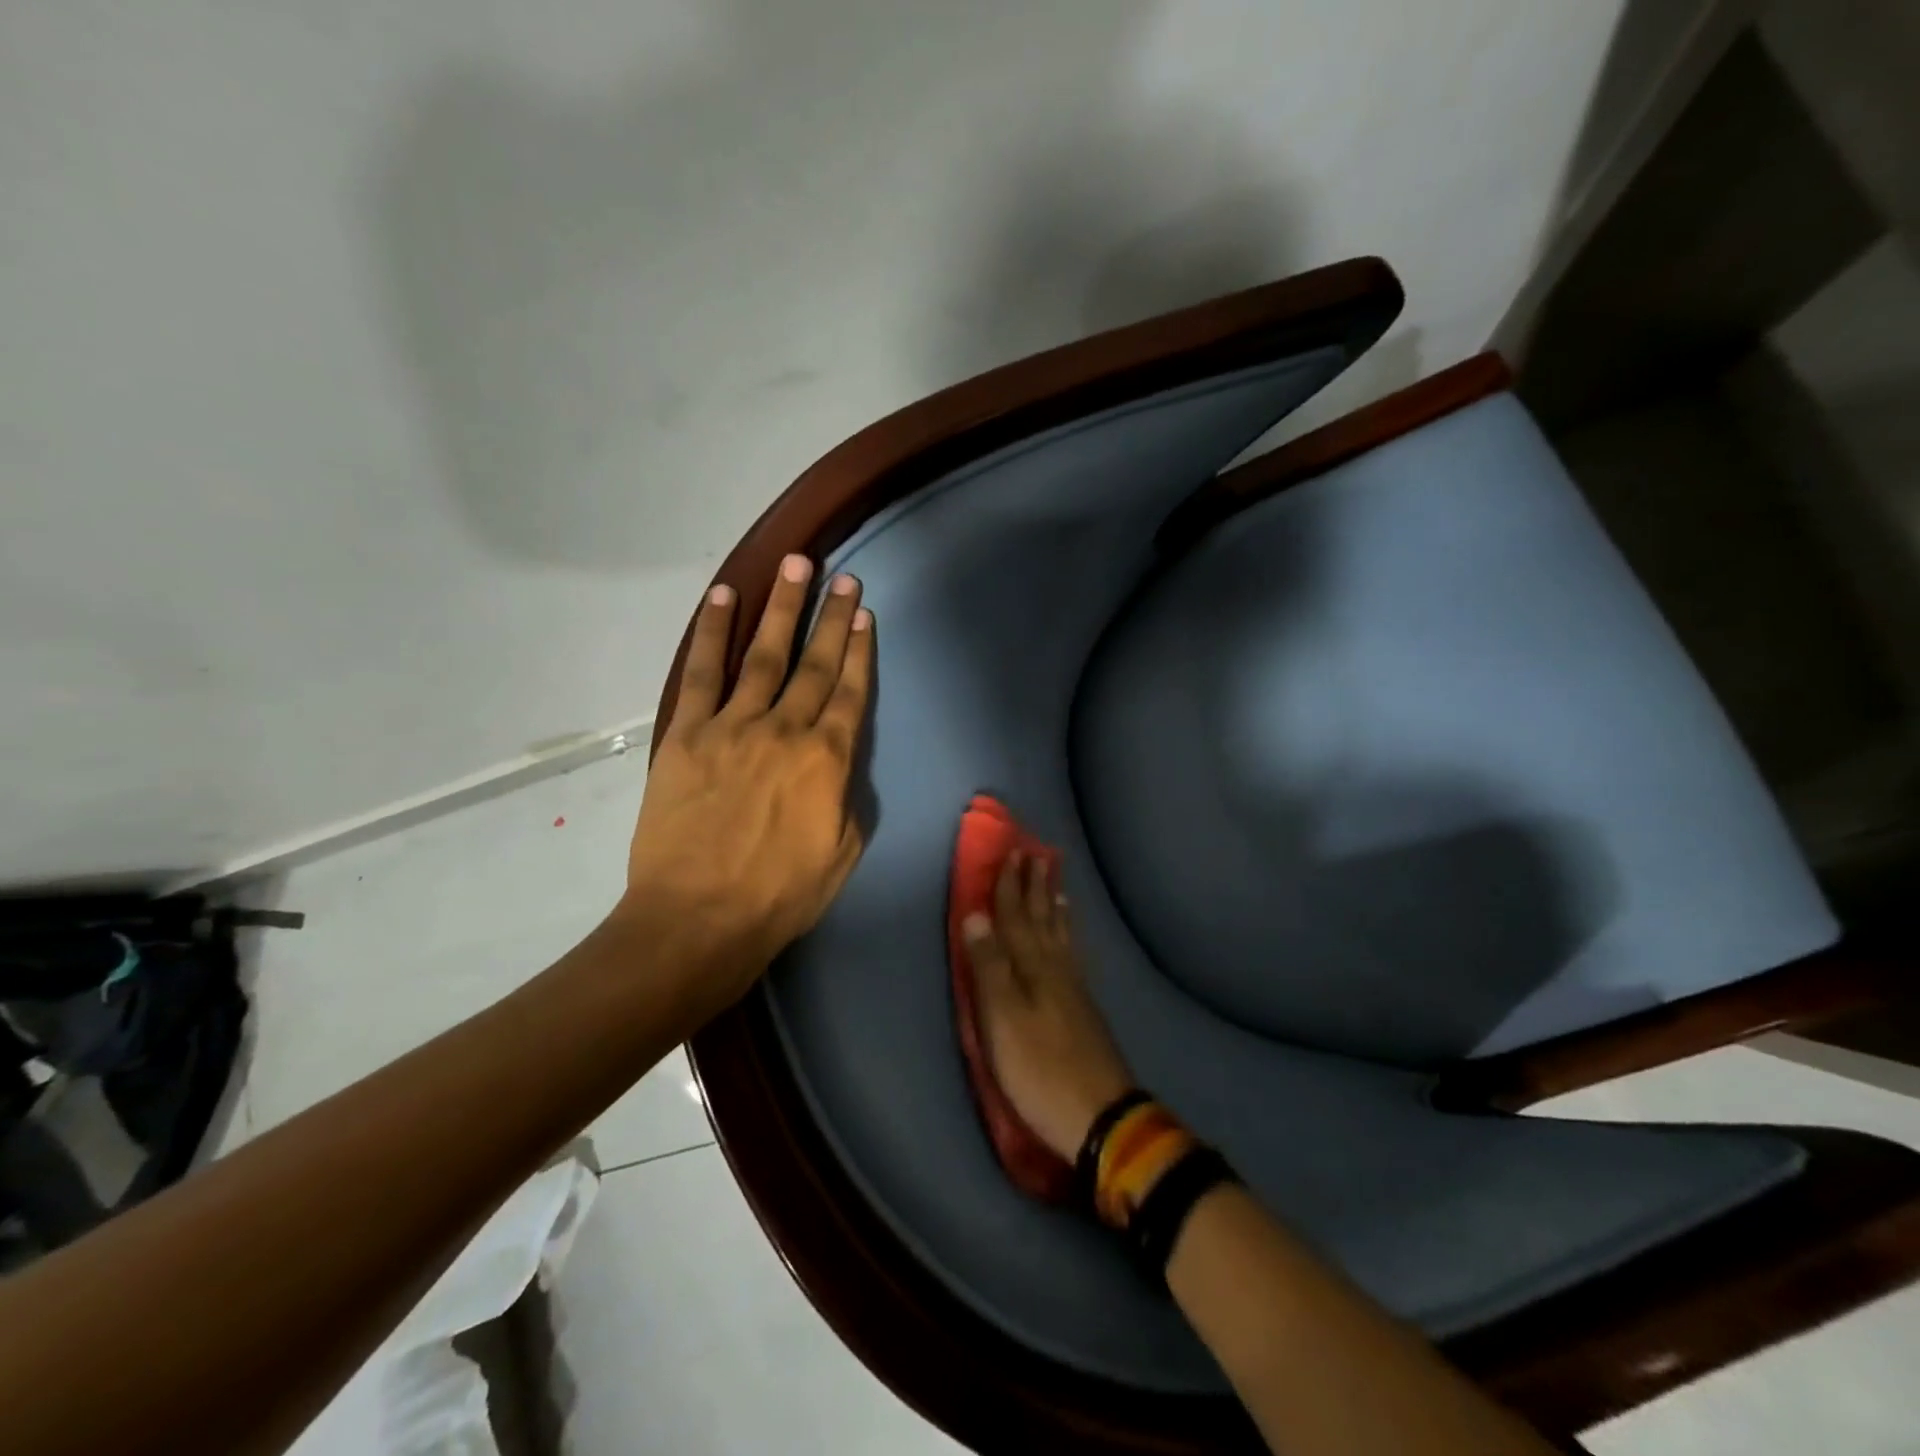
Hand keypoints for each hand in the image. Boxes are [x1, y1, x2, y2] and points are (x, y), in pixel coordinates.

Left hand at [621, 554, 873, 1017]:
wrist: (698, 918)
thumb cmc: (780, 895)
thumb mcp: (842, 853)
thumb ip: (846, 799)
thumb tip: (839, 768)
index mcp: (828, 759)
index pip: (850, 691)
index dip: (860, 650)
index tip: (865, 614)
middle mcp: (785, 730)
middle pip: (815, 663)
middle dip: (832, 617)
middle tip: (843, 577)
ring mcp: (733, 726)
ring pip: (764, 654)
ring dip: (782, 607)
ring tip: (795, 565)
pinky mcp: (688, 734)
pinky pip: (702, 673)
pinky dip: (713, 633)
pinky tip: (723, 598)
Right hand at [963, 852, 1133, 1161]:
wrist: (1100, 1116)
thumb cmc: (1039, 1069)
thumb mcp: (1002, 1020)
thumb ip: (989, 966)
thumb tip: (975, 914)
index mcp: (1031, 967)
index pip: (1015, 917)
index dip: (1010, 886)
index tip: (1011, 852)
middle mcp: (1055, 968)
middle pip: (1042, 919)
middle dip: (1035, 887)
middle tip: (1037, 854)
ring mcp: (1074, 987)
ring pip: (1061, 934)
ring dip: (1054, 906)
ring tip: (1055, 882)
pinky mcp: (1084, 1007)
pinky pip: (1074, 954)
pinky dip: (1069, 935)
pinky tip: (1070, 936)